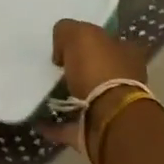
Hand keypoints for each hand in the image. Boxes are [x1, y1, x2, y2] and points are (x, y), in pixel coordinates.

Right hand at [45, 21, 151, 155]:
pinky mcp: (96, 132)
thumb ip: (68, 31)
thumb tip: (61, 48)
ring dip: (68, 97)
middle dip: (79, 70)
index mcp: (127, 54)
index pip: (110, 42)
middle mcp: (125, 81)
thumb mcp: (80, 35)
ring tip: (42, 93)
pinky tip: (37, 121)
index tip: (67, 45)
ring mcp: (111, 109)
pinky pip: (71, 126)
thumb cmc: (99, 70)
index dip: (91, 41)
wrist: (108, 119)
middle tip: (54, 68)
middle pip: (99, 71)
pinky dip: (55, 125)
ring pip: (87, 99)